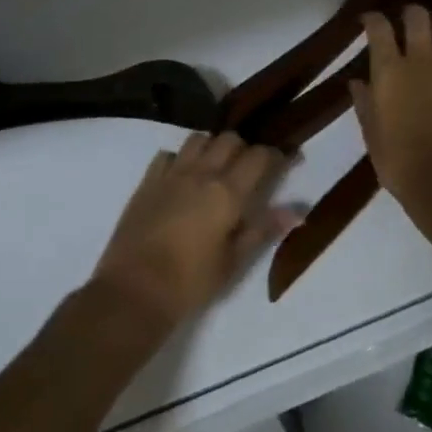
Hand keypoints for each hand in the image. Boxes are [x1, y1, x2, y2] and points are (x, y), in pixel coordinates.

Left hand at [91, 132, 299, 328]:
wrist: (133, 292)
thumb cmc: (190, 283)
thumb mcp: (233, 261)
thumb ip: (263, 229)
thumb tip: (297, 212)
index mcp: (227, 192)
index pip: (259, 156)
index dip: (277, 155)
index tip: (287, 160)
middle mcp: (202, 173)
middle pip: (229, 139)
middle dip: (244, 147)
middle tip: (250, 168)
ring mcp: (171, 173)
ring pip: (199, 138)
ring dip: (212, 146)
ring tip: (216, 167)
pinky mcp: (147, 181)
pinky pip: (168, 155)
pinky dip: (180, 158)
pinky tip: (182, 176)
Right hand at [350, 5, 431, 202]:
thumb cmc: (399, 161)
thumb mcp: (371, 133)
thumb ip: (364, 102)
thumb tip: (357, 81)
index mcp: (389, 70)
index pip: (378, 27)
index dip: (372, 19)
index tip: (369, 21)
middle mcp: (420, 58)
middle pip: (417, 15)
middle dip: (410, 15)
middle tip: (407, 26)